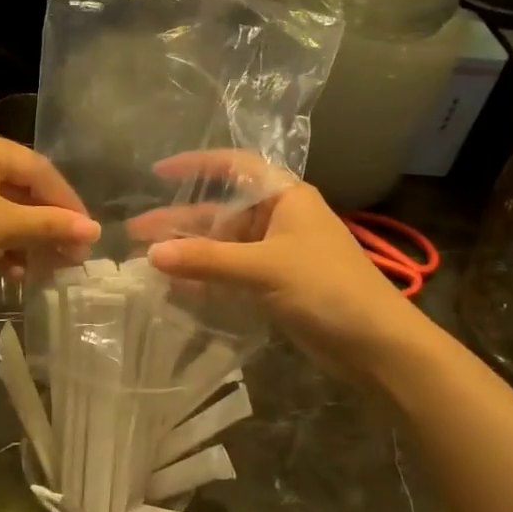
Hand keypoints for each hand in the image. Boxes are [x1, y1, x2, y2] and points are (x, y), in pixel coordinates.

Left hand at [0, 128, 98, 304]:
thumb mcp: (3, 227)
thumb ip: (50, 225)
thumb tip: (94, 230)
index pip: (39, 169)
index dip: (68, 203)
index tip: (89, 233)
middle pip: (22, 189)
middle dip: (48, 225)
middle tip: (73, 256)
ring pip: (4, 210)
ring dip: (27, 240)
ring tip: (47, 269)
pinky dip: (2, 245)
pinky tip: (14, 273)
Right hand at [141, 152, 425, 375]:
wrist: (377, 345)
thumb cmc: (327, 288)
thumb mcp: (264, 268)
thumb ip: (207, 260)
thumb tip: (151, 255)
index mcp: (285, 197)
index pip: (235, 167)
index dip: (197, 166)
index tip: (159, 173)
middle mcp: (278, 219)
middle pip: (220, 212)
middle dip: (179, 222)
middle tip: (135, 232)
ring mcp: (276, 254)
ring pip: (222, 246)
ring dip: (188, 253)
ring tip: (145, 261)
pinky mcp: (274, 285)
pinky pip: (230, 274)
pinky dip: (205, 279)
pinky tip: (174, 287)